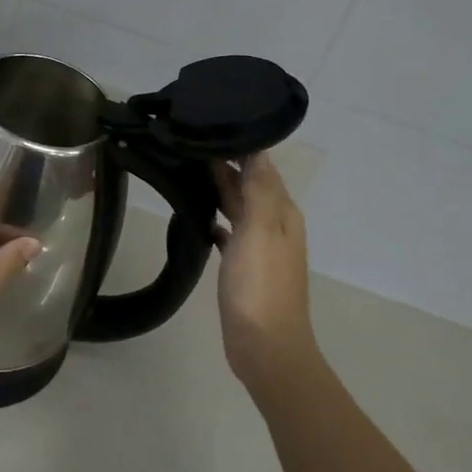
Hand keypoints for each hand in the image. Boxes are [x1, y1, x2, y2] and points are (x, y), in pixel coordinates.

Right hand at [211, 153, 317, 389]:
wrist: (265, 347)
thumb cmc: (260, 285)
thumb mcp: (259, 230)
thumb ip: (258, 189)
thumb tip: (257, 149)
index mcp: (282, 212)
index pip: (262, 166)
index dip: (240, 146)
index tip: (210, 124)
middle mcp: (274, 225)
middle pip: (250, 184)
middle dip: (226, 164)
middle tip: (191, 142)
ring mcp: (260, 248)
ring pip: (239, 207)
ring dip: (221, 189)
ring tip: (190, 169)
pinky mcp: (244, 268)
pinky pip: (231, 233)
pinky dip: (218, 221)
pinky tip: (200, 216)